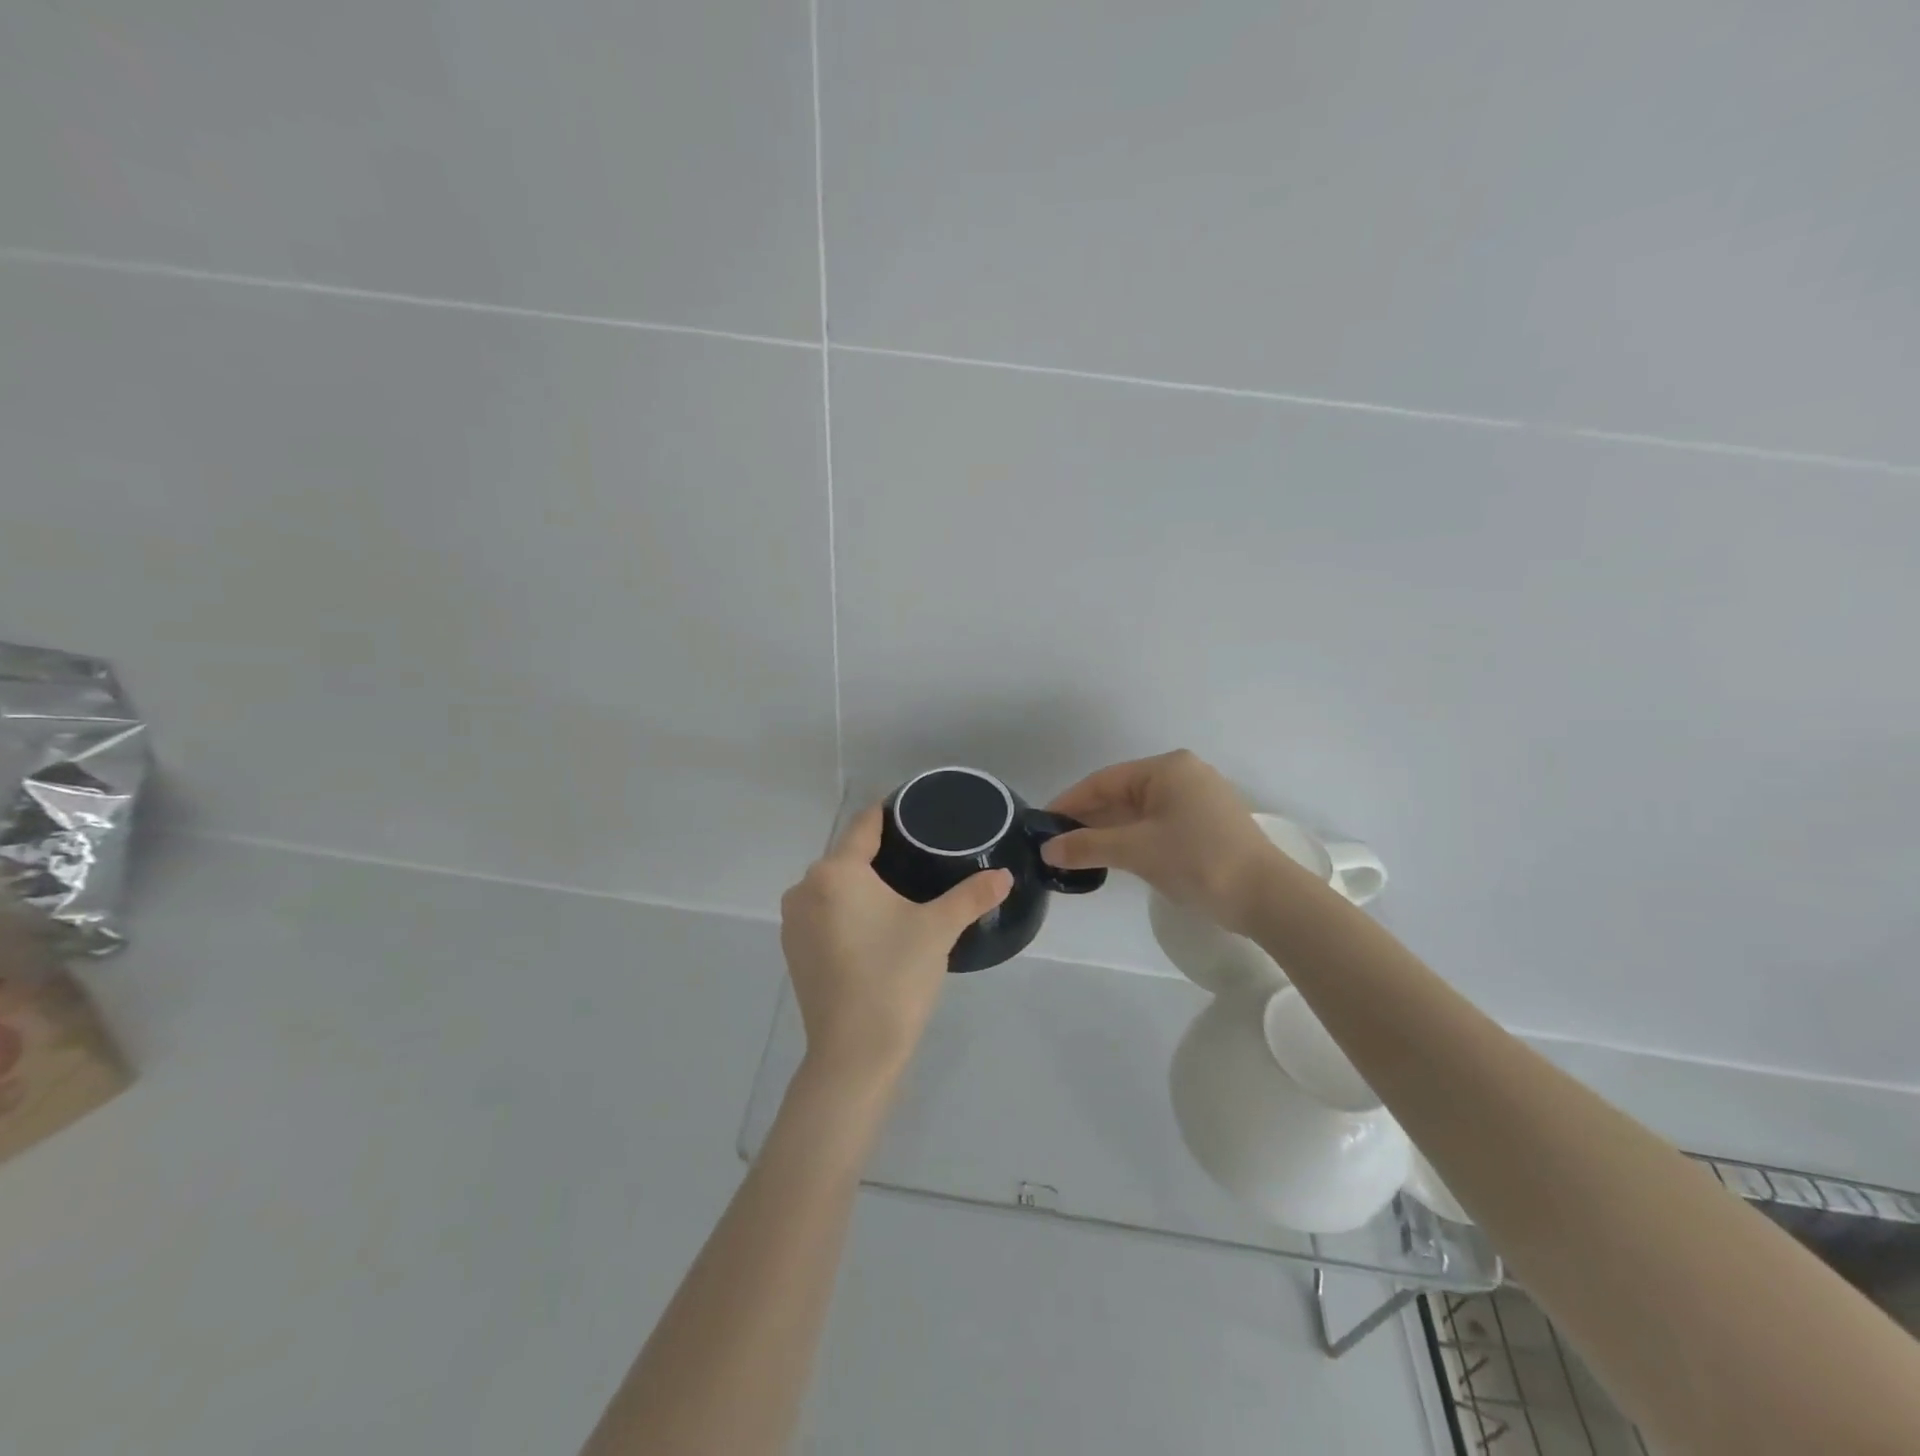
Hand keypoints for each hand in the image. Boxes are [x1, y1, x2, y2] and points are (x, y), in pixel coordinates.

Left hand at [780, 803, 1012, 1091]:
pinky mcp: (793, 951)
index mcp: (836, 872)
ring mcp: (793, 922)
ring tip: (900, 890)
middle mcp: (805, 888)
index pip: (864, 825)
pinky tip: (873, 925)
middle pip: (846, 856)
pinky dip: (845, 910)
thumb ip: (972, 896)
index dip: (889, 813)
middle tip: (919, 855)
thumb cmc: (894, 978)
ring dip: (860, 884)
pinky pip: (822, 913)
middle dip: (879, 853)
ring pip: (833, 886)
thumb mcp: (938, 930)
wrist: (854, 1054)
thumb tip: (1004, 876)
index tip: (914, 809)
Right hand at [1041, 750, 1285, 933]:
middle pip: (1122, 794)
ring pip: (1140, 811)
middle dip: (1089, 818)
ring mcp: (1199, 800)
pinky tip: (1115, 856)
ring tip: (1078, 853)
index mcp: (1167, 768)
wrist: (1268, 898)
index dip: (1070, 802)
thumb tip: (1047, 850)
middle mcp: (1183, 775)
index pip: (1104, 781)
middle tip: (1057, 843)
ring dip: (1110, 831)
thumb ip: (1088, 846)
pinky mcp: (1208, 824)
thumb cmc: (1198, 861)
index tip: (1043, 825)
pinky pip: (1158, 824)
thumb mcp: (1136, 851)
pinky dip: (1133, 838)